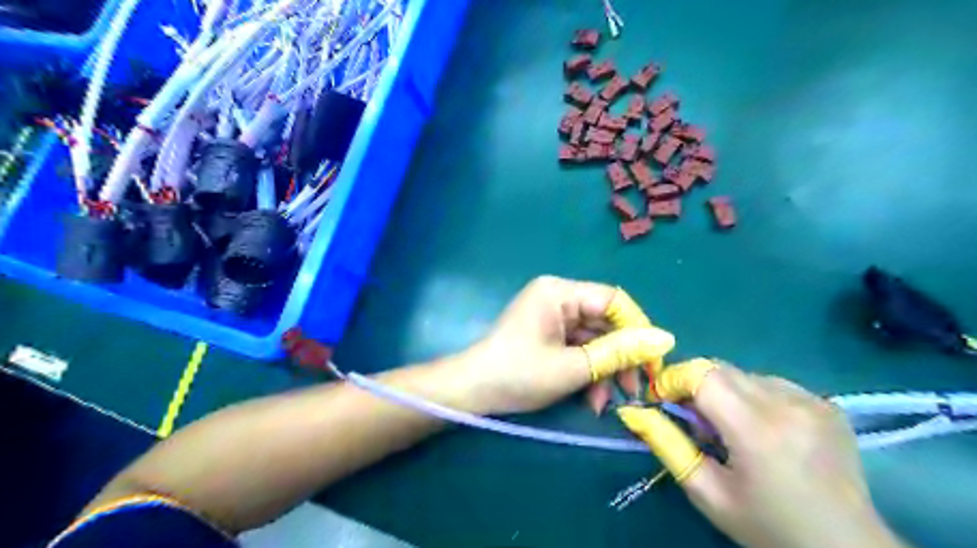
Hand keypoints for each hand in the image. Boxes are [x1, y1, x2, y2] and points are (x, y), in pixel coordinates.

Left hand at [455, 275, 676, 412]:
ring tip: (610, 401)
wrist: (473, 393)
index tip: (654, 361)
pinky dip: (589, 371)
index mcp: (560, 292)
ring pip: (594, 339)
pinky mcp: (549, 335)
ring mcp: (553, 317)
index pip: (613, 301)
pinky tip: (592, 399)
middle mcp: (558, 298)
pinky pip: (579, 348)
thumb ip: (619, 352)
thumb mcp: (573, 366)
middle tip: (636, 388)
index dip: (637, 329)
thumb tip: (666, 339)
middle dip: (620, 357)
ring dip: (605, 370)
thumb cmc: (519, 374)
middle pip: (605, 321)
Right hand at [665, 366, 908, 546]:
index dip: (673, 379)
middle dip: (695, 384)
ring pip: (744, 373)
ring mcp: (813, 400)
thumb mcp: (708, 493)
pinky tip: (763, 428)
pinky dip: (754, 396)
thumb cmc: (769, 526)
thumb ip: (668, 446)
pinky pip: (772, 383)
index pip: (701, 375)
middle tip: (693, 418)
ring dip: (725, 390)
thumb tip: (635, 411)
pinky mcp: (827, 403)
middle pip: (720, 368)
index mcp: (756, 429)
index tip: (662, 400)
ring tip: (730, 426)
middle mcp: (787, 404)